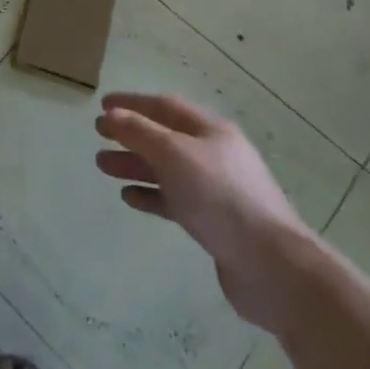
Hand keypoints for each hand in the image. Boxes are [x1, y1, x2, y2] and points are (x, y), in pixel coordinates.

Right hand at [95, 92, 316, 334]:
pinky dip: (151, 195)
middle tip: (98, 136)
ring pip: (167, 169)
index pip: (164, 106)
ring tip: (102, 166)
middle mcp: (214, 154)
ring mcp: (216, 190)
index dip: (132, 103)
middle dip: (130, 134)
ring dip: (135, 165)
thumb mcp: (175, 155)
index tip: (102, 105)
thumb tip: (112, 114)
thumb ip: (140, 132)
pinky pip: (175, 200)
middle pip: (165, 137)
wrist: (271, 266)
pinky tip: (129, 197)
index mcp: (210, 130)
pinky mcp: (214, 223)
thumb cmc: (220, 198)